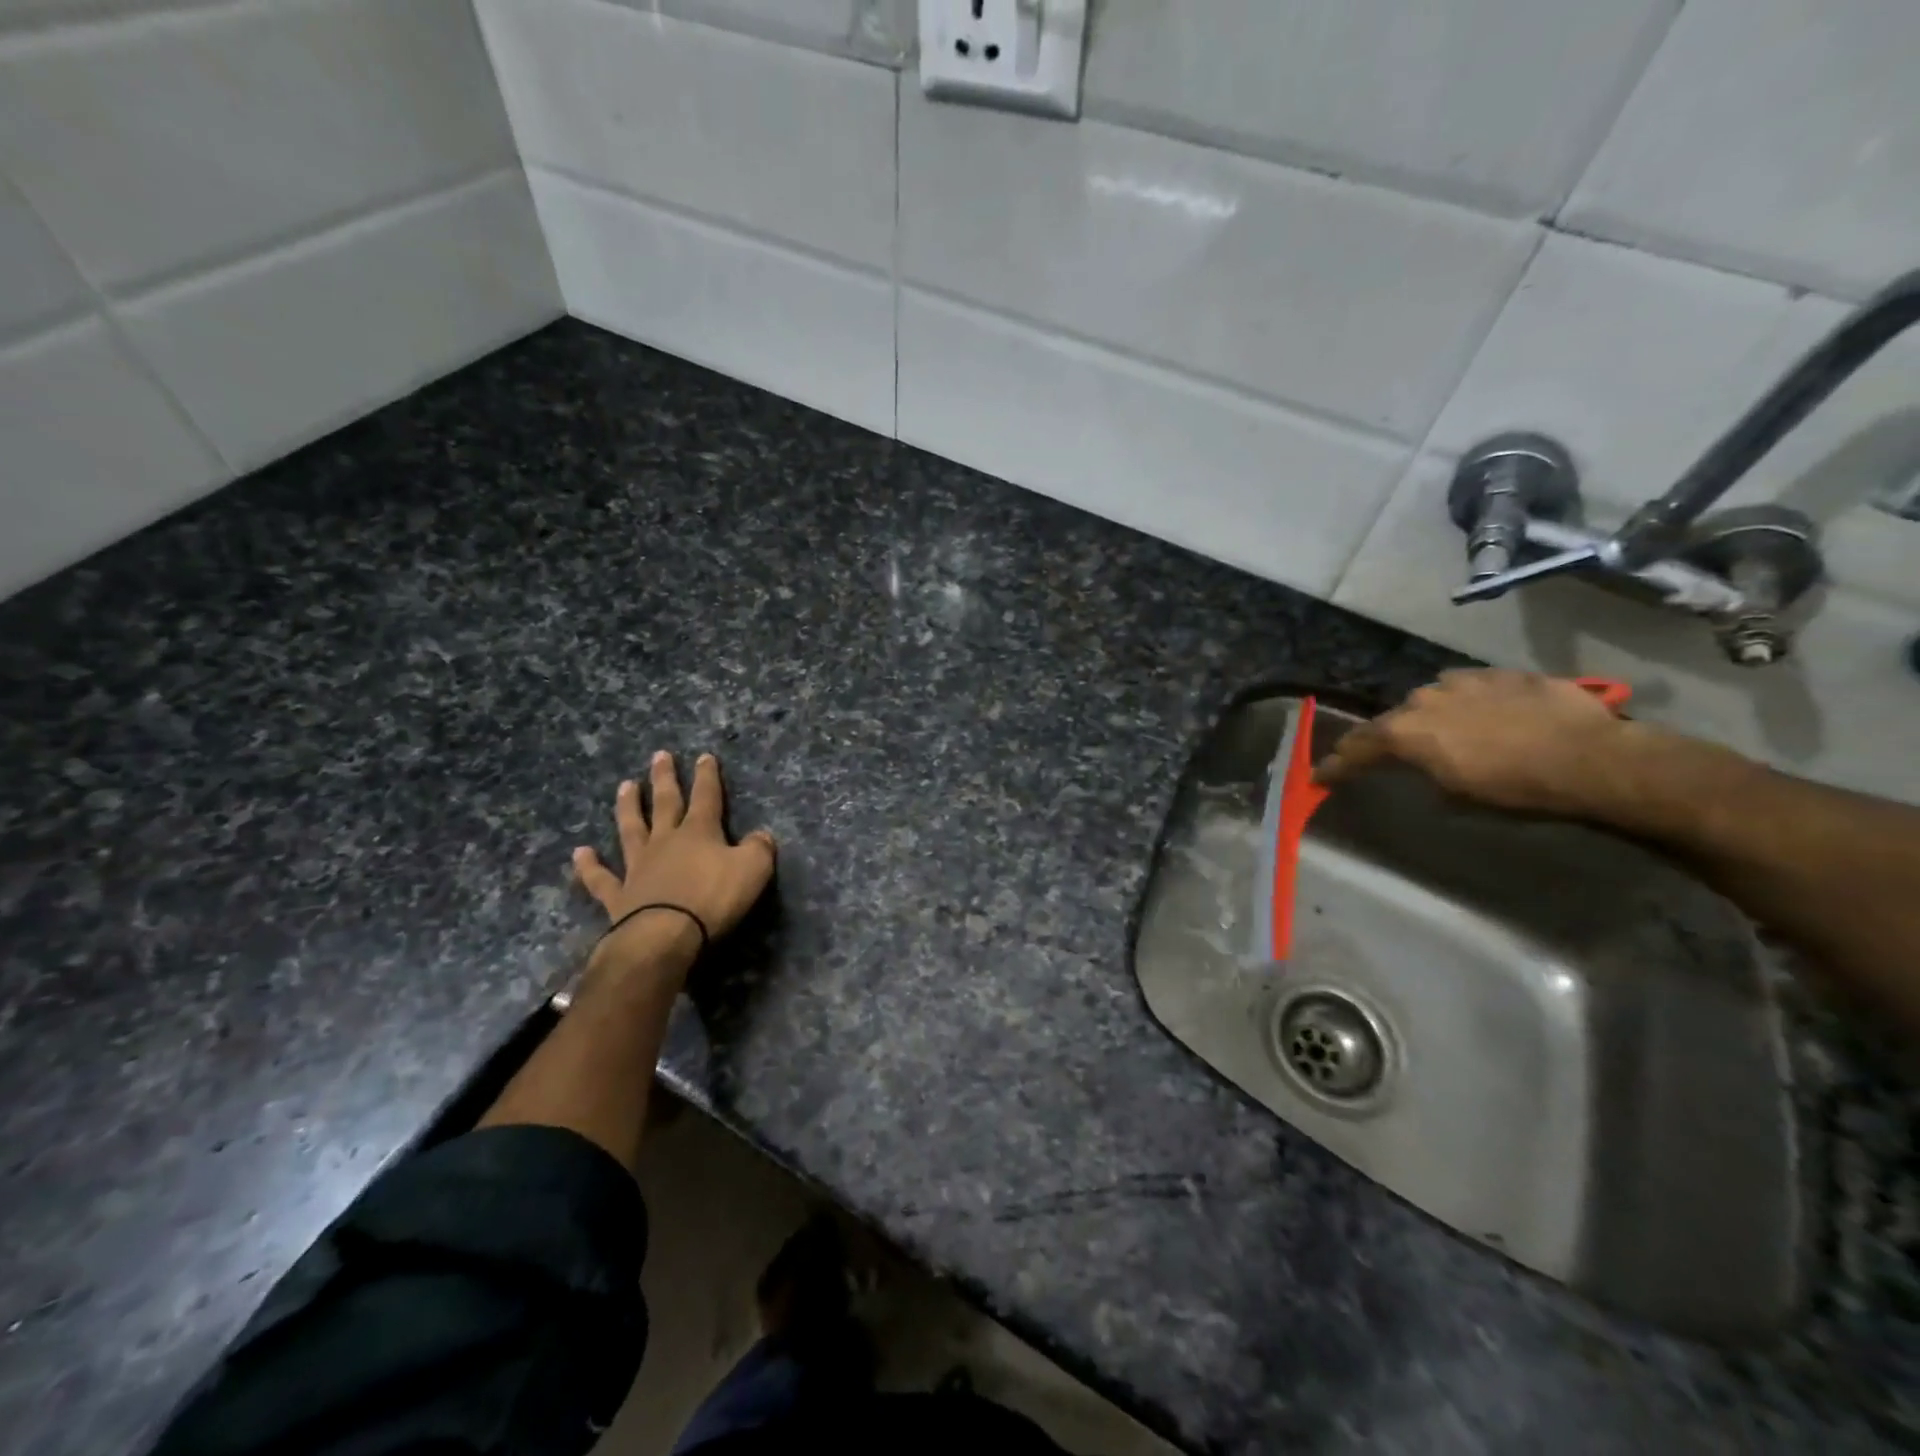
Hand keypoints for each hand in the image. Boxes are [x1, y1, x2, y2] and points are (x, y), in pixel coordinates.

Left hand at [573, 752, 776, 970]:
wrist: (664, 936)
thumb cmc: (712, 899)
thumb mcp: (754, 869)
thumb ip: (760, 848)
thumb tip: (761, 835)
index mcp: (699, 832)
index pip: (706, 796)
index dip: (707, 776)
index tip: (704, 756)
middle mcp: (665, 841)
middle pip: (665, 803)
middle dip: (665, 779)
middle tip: (659, 756)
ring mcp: (638, 866)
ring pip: (631, 829)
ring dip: (628, 807)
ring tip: (625, 785)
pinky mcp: (618, 896)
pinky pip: (600, 877)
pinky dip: (589, 866)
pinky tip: (580, 852)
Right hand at [1314, 669, 1636, 817]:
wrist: (1588, 757)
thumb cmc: (1514, 788)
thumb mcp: (1455, 794)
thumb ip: (1423, 773)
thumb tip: (1420, 768)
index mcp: (1405, 732)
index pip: (1357, 748)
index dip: (1337, 765)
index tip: (1319, 776)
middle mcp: (1423, 699)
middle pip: (1392, 720)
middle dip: (1384, 738)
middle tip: (1382, 753)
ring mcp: (1462, 681)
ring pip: (1429, 698)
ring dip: (1427, 716)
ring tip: (1439, 731)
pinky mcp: (1500, 674)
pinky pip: (1468, 686)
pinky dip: (1464, 702)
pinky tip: (1480, 712)